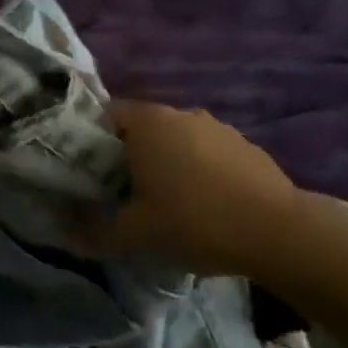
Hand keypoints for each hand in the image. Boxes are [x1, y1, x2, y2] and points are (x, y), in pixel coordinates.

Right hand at [106, 100, 307, 277]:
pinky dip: (199, 171)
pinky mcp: (246, 146)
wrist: (281, 234)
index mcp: (147, 121)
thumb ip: (95, 231)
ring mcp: (217, 127)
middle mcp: (179, 113)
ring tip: (165, 202)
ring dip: (166, 163)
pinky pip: (207, 153)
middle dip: (128, 156)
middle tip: (121, 192)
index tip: (88, 173)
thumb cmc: (196, 221)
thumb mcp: (136, 234)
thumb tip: (66, 232)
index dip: (90, 143)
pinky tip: (204, 205)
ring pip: (176, 140)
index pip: (104, 117)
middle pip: (140, 128)